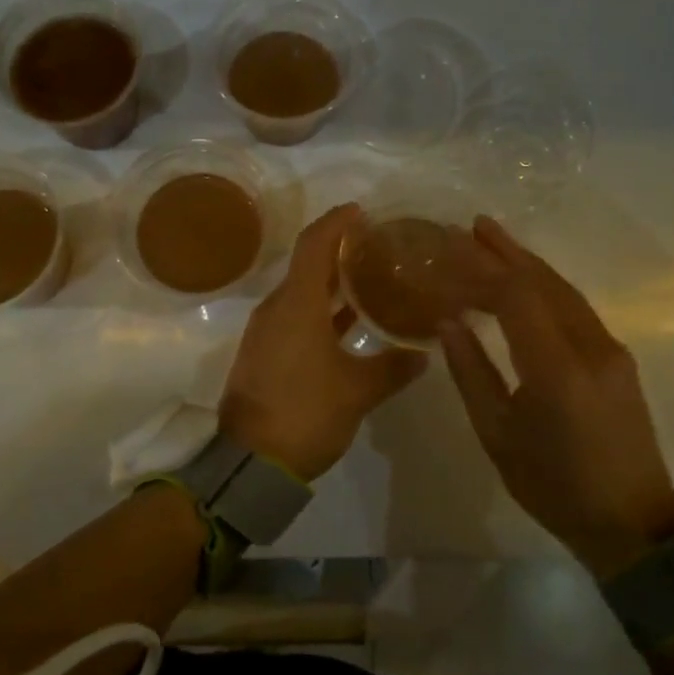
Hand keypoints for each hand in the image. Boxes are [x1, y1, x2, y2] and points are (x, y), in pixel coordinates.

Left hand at [220, 204, 427, 482]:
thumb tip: (423, 355)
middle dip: (337, 250)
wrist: (250, 463)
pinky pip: (295, 316)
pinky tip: (347, 322)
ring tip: (368, 279)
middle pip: (306, 264)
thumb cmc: (305, 412)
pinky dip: (320, 310)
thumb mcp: (356, 391)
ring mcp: (267, 331)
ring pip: (301, 292)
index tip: (360, 211)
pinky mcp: (264, 352)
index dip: (335, 223)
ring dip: (330, 282)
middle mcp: (277, 308)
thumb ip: (391, 368)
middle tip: (374, 246)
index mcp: (297, 304)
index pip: (314, 245)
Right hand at [439, 216, 673, 577]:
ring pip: (563, 290)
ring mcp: (610, 350)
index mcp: (557, 369)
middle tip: (470, 227)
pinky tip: (524, 279)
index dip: (480, 272)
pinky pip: (575, 307)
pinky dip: (544, 285)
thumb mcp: (497, 435)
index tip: (448, 255)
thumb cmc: (555, 487)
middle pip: (543, 282)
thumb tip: (449, 322)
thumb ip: (471, 372)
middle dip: (505, 251)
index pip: (515, 297)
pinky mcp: (618, 357)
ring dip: (526, 262)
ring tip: (492, 239)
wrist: (633, 527)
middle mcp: (590, 347)